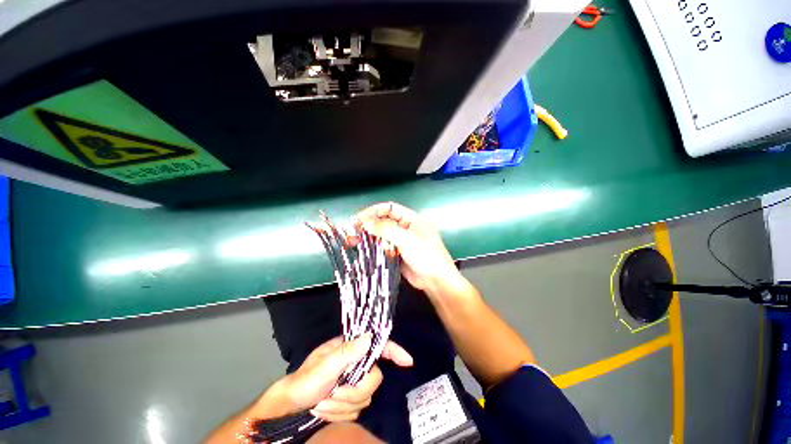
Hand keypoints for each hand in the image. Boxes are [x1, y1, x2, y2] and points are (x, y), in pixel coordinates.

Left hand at [279, 334, 412, 421]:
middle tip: (332, 393)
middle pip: (374, 379)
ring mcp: (353, 382)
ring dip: (342, 405)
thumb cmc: (305, 381)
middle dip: (353, 392)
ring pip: (365, 399)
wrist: (290, 406)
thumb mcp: (323, 367)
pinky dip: (340, 414)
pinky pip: (356, 411)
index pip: (378, 346)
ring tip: (323, 402)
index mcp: (351, 349)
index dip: (394, 351)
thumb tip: (370, 338)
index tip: (408, 362)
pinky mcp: (350, 399)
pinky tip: (325, 409)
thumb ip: (346, 353)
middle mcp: (355, 364)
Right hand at [356, 202, 463, 295]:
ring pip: (380, 234)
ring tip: (353, 242)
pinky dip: (372, 247)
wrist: (436, 281)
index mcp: (410, 219)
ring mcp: (400, 241)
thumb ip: (386, 230)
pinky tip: (362, 250)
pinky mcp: (396, 253)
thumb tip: (365, 223)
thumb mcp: (407, 240)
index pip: (389, 208)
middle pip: (382, 221)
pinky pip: (381, 247)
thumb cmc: (426, 256)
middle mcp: (404, 227)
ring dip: (367, 237)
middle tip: (352, 233)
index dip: (373, 211)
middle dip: (367, 225)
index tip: (359, 220)